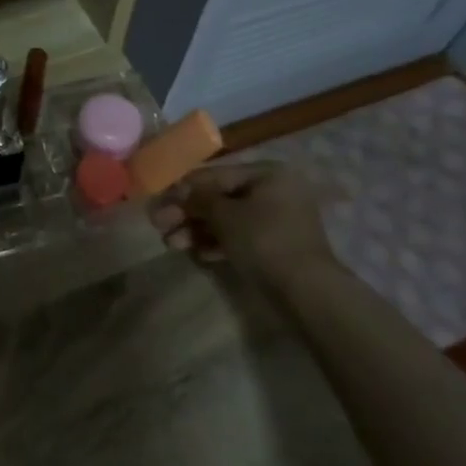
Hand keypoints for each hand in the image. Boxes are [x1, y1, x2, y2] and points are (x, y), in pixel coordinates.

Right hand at [150, 158, 336, 285]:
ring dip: (197, 230)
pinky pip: (240, 237)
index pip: (215, 174)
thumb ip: (198, 199)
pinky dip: (217, 243)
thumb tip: (179, 191)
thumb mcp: (224, 215)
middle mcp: (274, 191)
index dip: (183, 187)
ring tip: (172, 244)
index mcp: (267, 174)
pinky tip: (196, 254)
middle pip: (220, 198)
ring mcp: (277, 220)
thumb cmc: (264, 240)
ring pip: (227, 220)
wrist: (306, 291)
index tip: (158, 200)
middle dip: (188, 213)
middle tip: (158, 225)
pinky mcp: (275, 246)